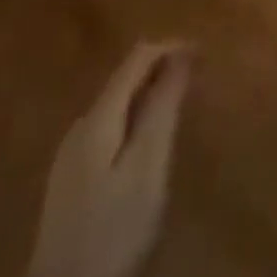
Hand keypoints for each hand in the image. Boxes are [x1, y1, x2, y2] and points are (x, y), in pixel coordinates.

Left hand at [21, 42, 193, 276]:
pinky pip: (110, 129)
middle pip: (124, 79)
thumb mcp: (149, 164)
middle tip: (198, 79)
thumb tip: (182, 51)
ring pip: (117, 105)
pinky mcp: (70, 182)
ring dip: (150, 95)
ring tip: (180, 105)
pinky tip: (149, 142)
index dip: (173, 46)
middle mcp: (79, 128)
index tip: (206, 53)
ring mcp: (69, 157)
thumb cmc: (114, 230)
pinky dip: (136, 119)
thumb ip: (163, 105)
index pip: (138, 57)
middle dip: (162, 70)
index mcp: (97, 118)